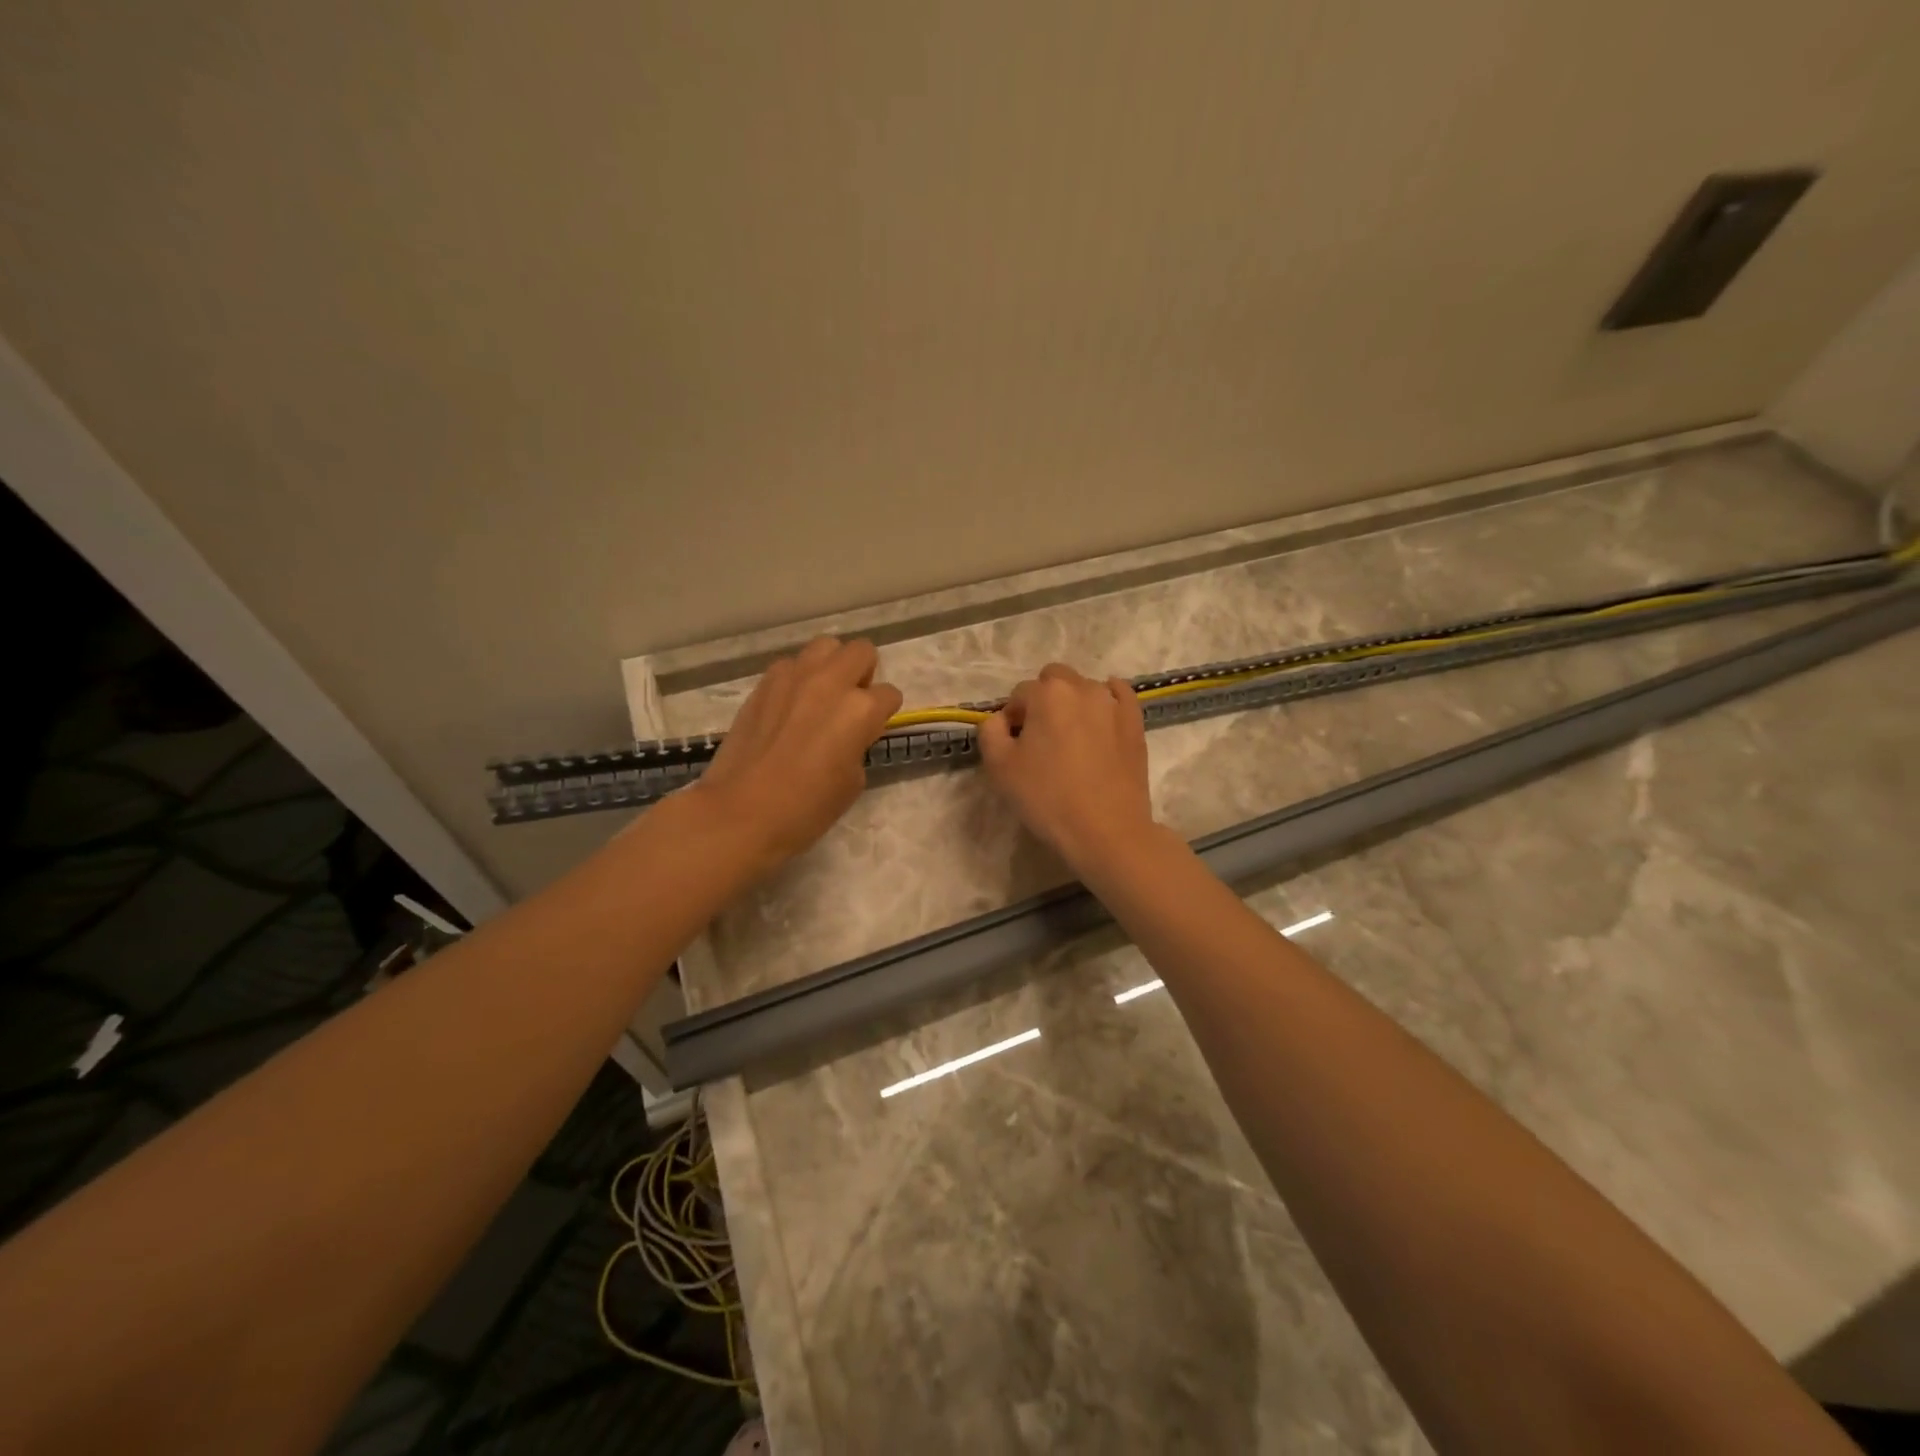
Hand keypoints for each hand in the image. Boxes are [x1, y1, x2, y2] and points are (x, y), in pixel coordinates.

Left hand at [692, 637, 902, 872]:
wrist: (742, 811)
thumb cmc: (807, 807)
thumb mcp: (853, 781)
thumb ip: (858, 744)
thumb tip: (848, 734)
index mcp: (860, 709)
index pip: (889, 694)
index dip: (884, 713)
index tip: (871, 730)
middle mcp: (831, 682)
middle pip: (861, 651)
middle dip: (864, 673)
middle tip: (852, 702)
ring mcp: (794, 677)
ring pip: (825, 646)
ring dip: (831, 666)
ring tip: (821, 696)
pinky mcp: (764, 683)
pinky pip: (791, 665)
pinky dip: (798, 678)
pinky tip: (789, 706)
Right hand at [977, 663, 1157, 875]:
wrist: (1106, 830)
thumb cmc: (1047, 798)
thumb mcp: (999, 768)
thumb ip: (990, 732)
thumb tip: (1000, 719)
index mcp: (1046, 694)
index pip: (1019, 694)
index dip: (1012, 718)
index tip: (1014, 746)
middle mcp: (1082, 688)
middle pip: (1053, 680)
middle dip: (1042, 700)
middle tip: (1040, 736)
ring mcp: (1113, 703)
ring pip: (1085, 688)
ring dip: (1072, 702)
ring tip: (1070, 737)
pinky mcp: (1135, 722)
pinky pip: (1119, 695)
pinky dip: (1107, 699)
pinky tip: (1101, 715)